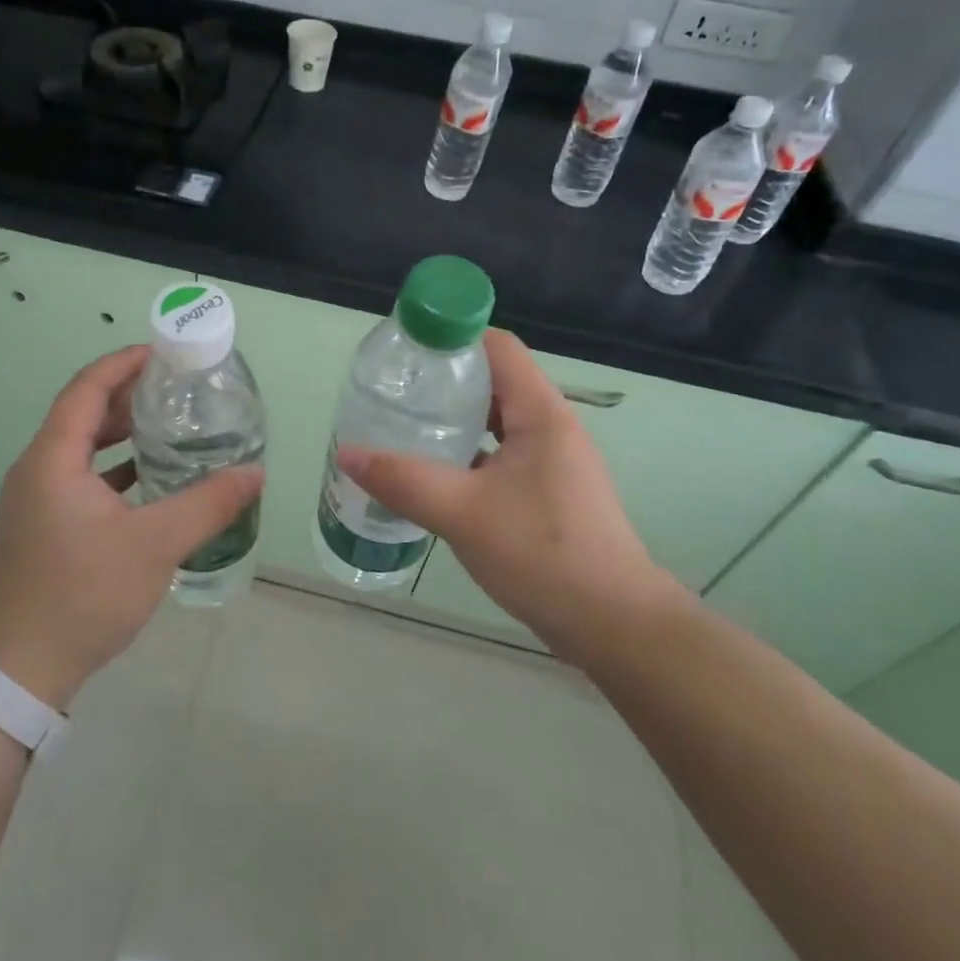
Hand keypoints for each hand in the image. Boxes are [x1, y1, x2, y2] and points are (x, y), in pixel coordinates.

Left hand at [0, 345, 263, 706]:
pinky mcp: (45, 523)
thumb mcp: (156, 544)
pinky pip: (82, 475)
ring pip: (83, 446)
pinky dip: (116, 466)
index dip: (123, 363)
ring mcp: (38, 498)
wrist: (23, 667)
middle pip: (84, 412)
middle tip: (179, 388)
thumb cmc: (84, 593)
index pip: (87, 388)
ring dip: (123, 431)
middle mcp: (39, 469)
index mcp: (53, 459)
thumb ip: (208, 504)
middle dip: (130, 394)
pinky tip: (151, 476)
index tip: (164, 353)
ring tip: (171, 425)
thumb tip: (256, 473)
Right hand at [334, 330, 682, 662]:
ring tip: (407, 427)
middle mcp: (551, 427)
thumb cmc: (543, 553)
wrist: (613, 623)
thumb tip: (346, 453)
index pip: (497, 347)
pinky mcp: (549, 492)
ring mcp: (553, 461)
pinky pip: (502, 455)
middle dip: (444, 381)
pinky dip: (469, 453)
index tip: (406, 349)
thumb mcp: (462, 513)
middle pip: (494, 382)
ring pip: (497, 422)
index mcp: (540, 413)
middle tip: (395, 391)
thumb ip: (403, 481)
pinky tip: (436, 474)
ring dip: (456, 420)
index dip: (452, 337)